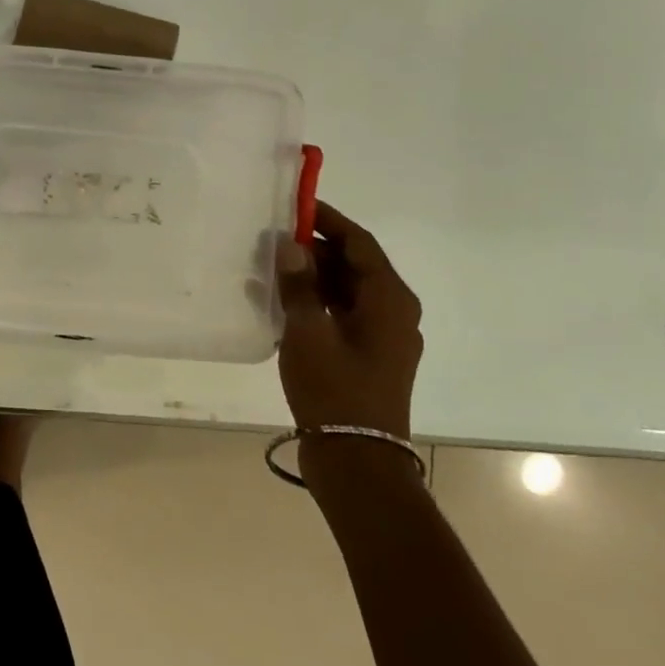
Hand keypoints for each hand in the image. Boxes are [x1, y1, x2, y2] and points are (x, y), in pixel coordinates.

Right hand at [275, 201, 423, 441]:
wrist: (357, 460)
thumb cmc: (335, 389)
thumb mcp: (308, 331)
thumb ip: (298, 284)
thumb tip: (291, 245)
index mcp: (389, 299)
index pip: (359, 242)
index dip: (327, 220)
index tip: (294, 205)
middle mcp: (394, 311)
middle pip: (354, 264)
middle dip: (314, 249)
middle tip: (272, 240)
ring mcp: (383, 336)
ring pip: (346, 289)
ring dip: (312, 276)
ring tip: (270, 269)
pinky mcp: (368, 356)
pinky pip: (341, 313)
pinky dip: (315, 302)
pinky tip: (282, 304)